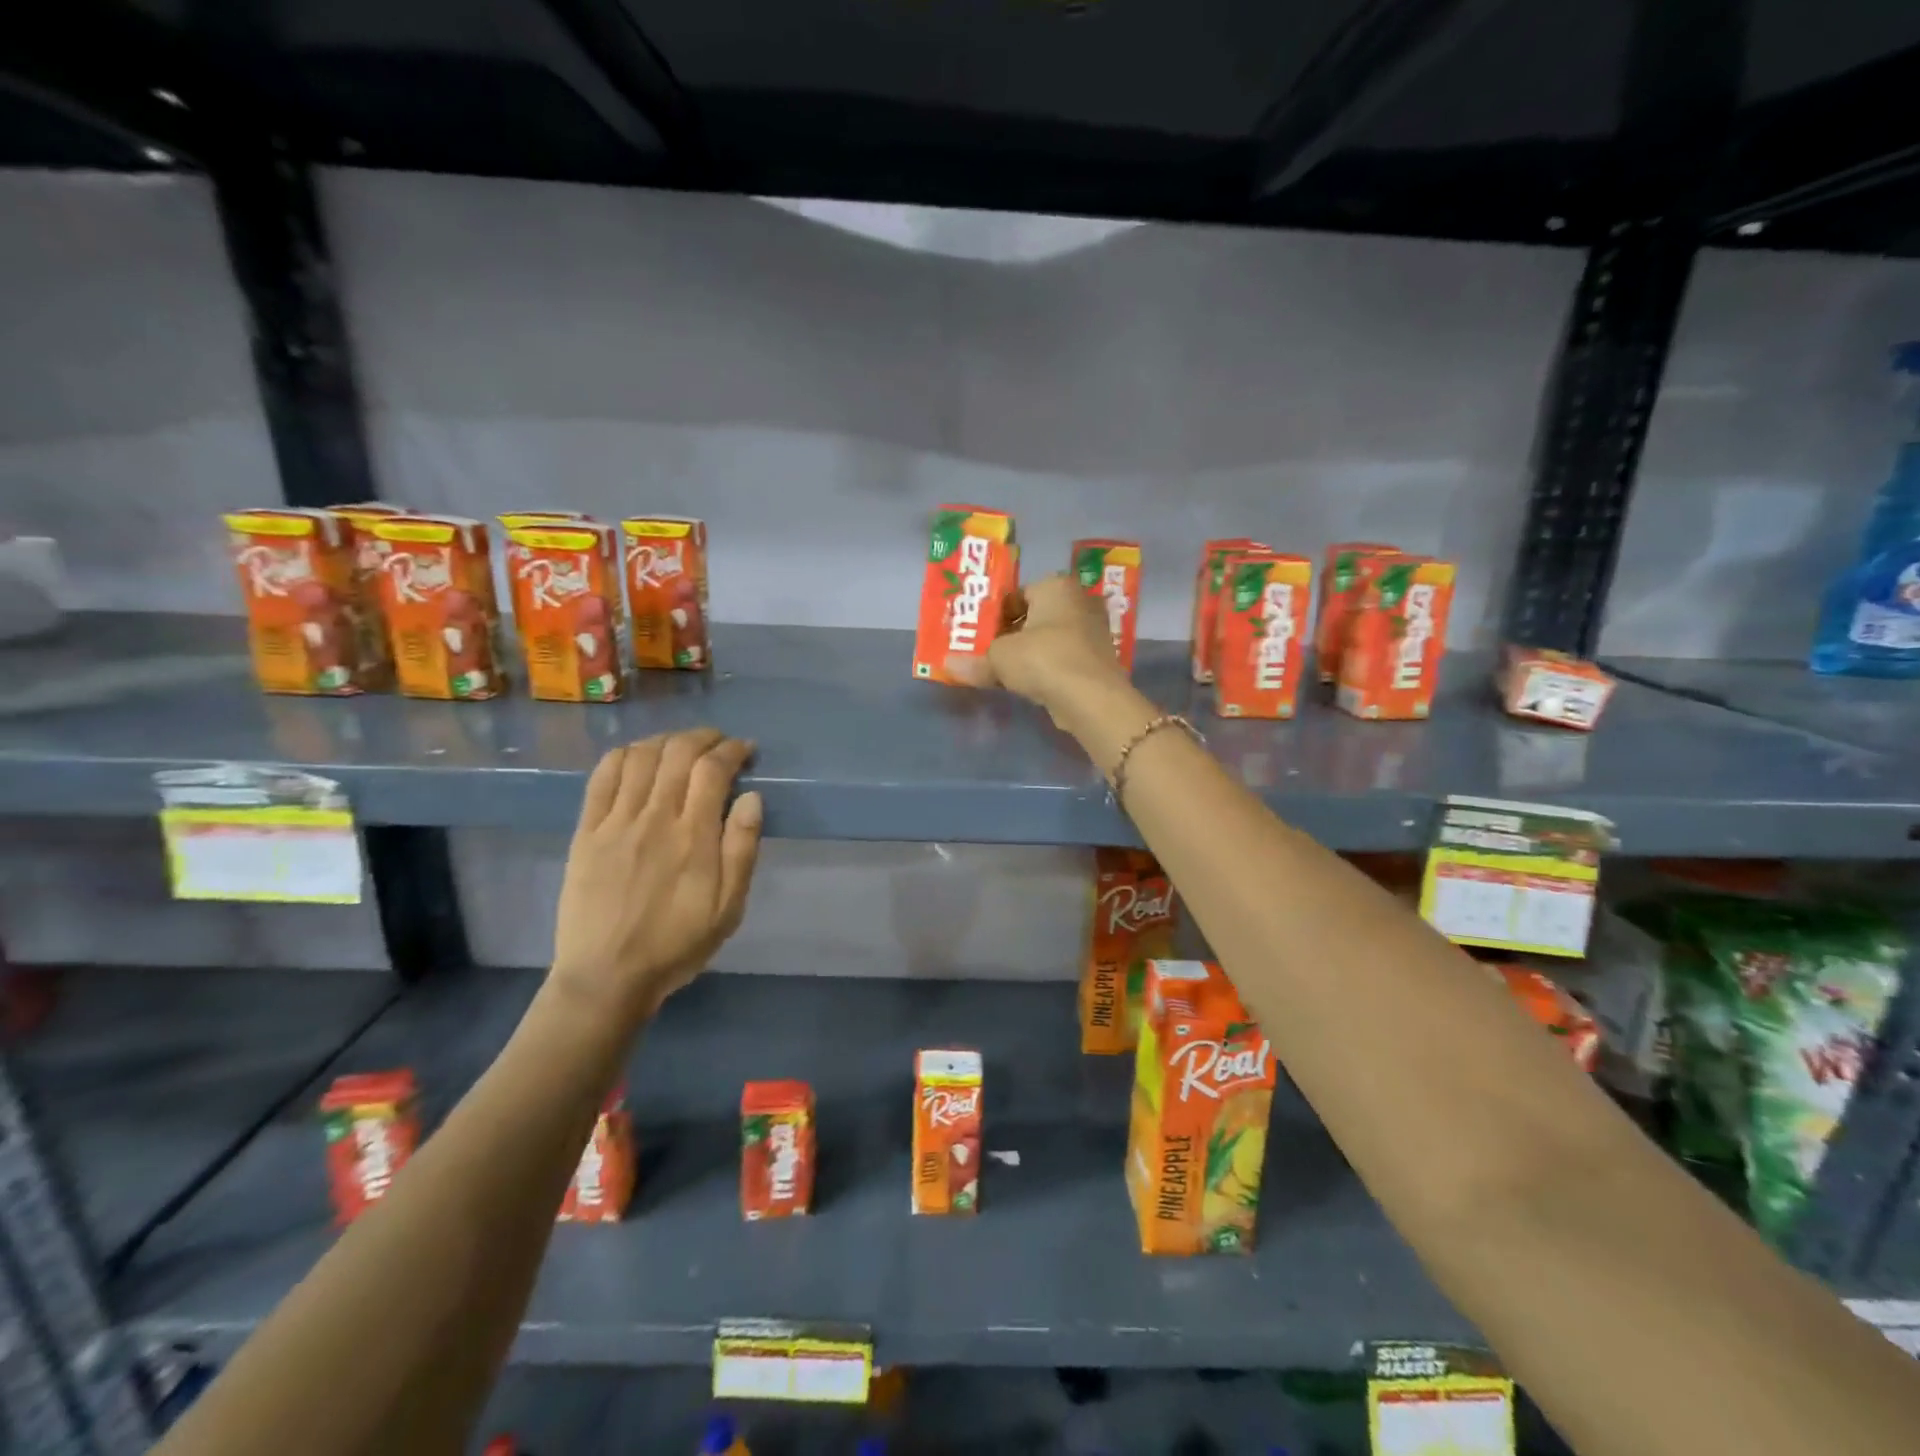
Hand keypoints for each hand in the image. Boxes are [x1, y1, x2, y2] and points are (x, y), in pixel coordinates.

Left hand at [550, 730, 763, 1027]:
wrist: (606, 976)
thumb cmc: (677, 944)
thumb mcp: (729, 909)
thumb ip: (742, 850)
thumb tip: (752, 797)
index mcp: (694, 837)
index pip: (713, 769)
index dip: (732, 750)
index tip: (745, 750)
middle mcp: (654, 818)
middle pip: (678, 753)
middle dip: (703, 737)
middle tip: (718, 743)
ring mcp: (615, 822)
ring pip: (641, 756)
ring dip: (666, 740)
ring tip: (681, 746)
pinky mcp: (586, 831)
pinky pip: (602, 777)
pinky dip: (623, 755)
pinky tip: (637, 756)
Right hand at [948, 574, 1125, 723]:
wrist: (1091, 699)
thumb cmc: (1043, 660)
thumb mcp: (999, 658)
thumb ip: (975, 660)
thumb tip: (949, 666)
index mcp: (1056, 586)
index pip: (1017, 593)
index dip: (994, 614)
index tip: (977, 634)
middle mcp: (1078, 602)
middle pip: (1034, 616)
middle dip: (1010, 634)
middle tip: (985, 652)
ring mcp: (1092, 632)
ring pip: (1048, 639)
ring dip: (1027, 653)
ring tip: (1001, 671)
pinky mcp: (1096, 660)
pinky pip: (1061, 658)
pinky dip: (1045, 668)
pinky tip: (1027, 684)